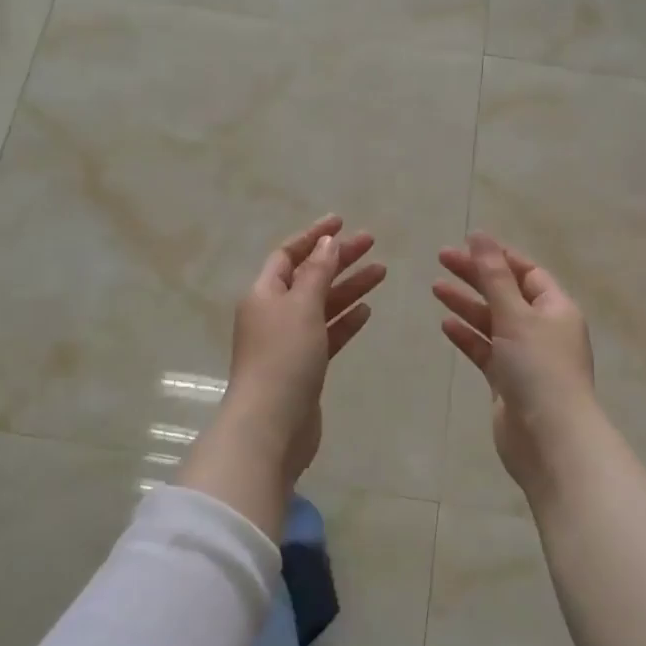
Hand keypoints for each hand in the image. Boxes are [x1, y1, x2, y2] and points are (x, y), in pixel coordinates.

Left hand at [222, 215, 386, 488]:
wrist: (272, 425)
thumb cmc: (283, 358)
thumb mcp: (301, 306)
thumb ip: (316, 272)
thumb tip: (325, 242)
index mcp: (264, 294)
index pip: (288, 255)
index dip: (313, 236)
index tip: (342, 221)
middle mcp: (273, 314)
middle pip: (309, 277)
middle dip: (338, 259)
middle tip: (372, 244)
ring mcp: (288, 342)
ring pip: (322, 306)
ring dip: (349, 288)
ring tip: (382, 272)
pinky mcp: (304, 367)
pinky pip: (327, 335)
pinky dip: (345, 321)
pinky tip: (367, 312)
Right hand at [434, 233, 597, 498]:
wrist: (548, 438)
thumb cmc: (538, 369)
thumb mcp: (515, 315)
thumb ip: (493, 276)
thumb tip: (480, 236)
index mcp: (556, 309)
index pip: (527, 272)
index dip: (498, 257)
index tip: (466, 244)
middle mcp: (543, 329)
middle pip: (506, 294)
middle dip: (476, 276)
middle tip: (440, 259)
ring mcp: (525, 357)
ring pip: (492, 322)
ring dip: (467, 305)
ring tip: (435, 288)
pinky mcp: (508, 382)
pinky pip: (485, 351)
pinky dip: (467, 337)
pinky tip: (445, 326)